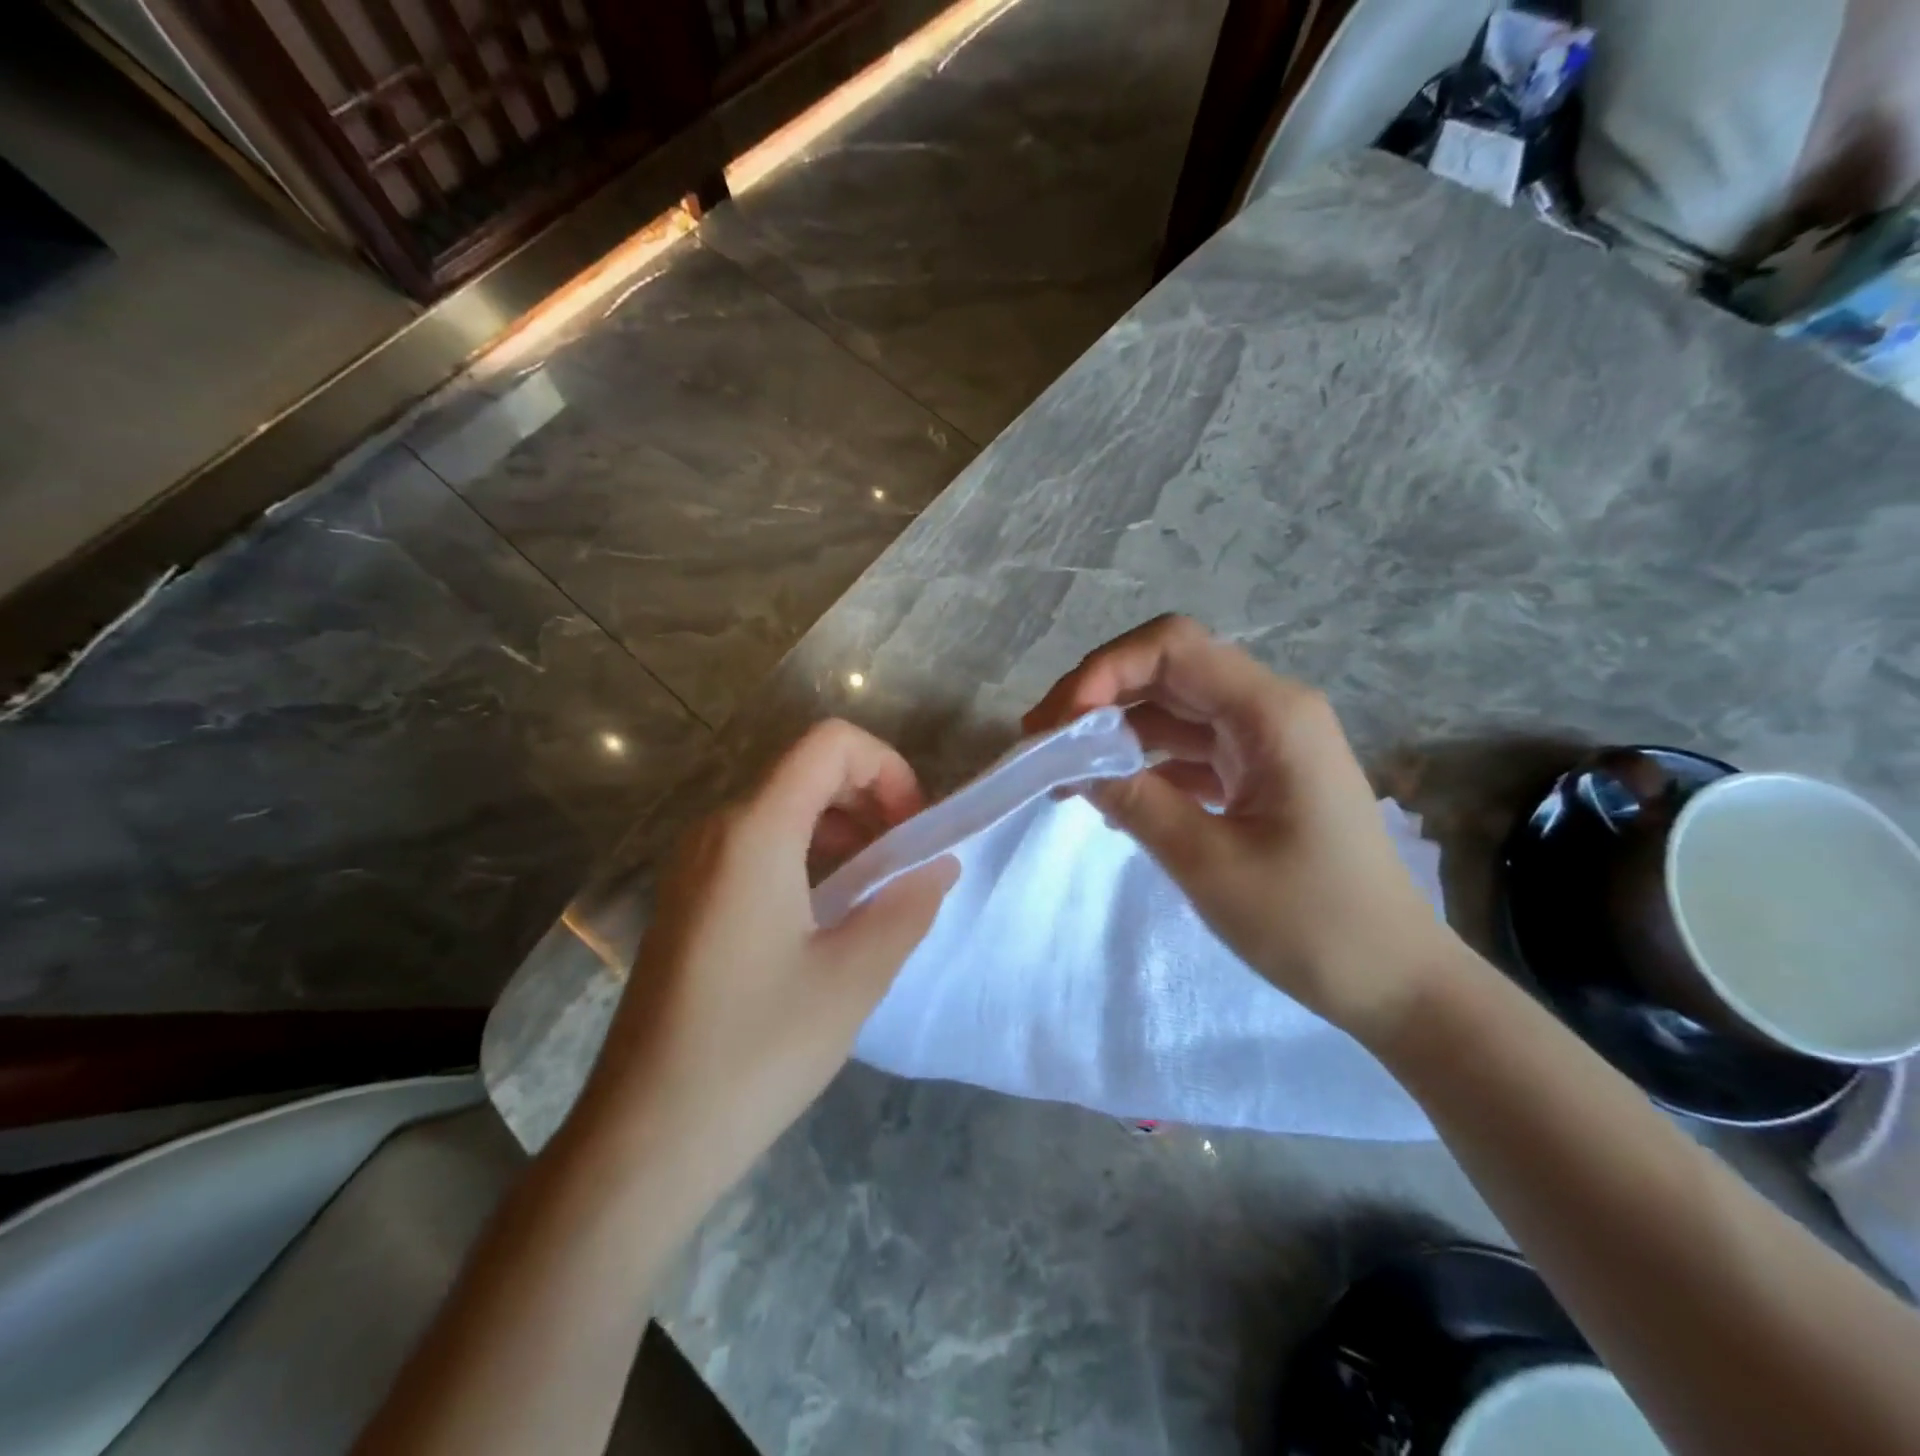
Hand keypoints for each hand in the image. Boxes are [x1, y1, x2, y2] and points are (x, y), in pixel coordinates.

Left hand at [575, 720, 956, 1194]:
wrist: (644, 1137)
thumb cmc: (756, 1050)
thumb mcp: (853, 978)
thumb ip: (907, 907)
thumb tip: (939, 866)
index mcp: (755, 832)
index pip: (829, 744)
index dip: (886, 767)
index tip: (913, 829)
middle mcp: (716, 831)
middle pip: (806, 771)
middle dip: (869, 797)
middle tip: (904, 861)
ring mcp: (693, 864)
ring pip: (782, 808)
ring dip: (840, 828)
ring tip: (874, 889)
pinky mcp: (686, 899)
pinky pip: (756, 846)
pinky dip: (806, 854)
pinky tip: (825, 914)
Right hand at [1024, 615, 1453, 1042]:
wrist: (1396, 981)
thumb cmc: (1312, 922)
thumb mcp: (1208, 863)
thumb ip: (1135, 800)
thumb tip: (1072, 765)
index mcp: (1271, 714)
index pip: (1172, 647)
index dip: (1104, 670)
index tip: (1059, 725)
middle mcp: (1269, 711)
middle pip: (1167, 671)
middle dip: (1097, 697)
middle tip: (1040, 743)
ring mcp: (1264, 743)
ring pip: (1171, 710)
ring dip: (1113, 732)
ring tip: (1060, 772)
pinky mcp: (1257, 775)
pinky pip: (1187, 750)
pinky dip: (1142, 763)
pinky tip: (1106, 794)